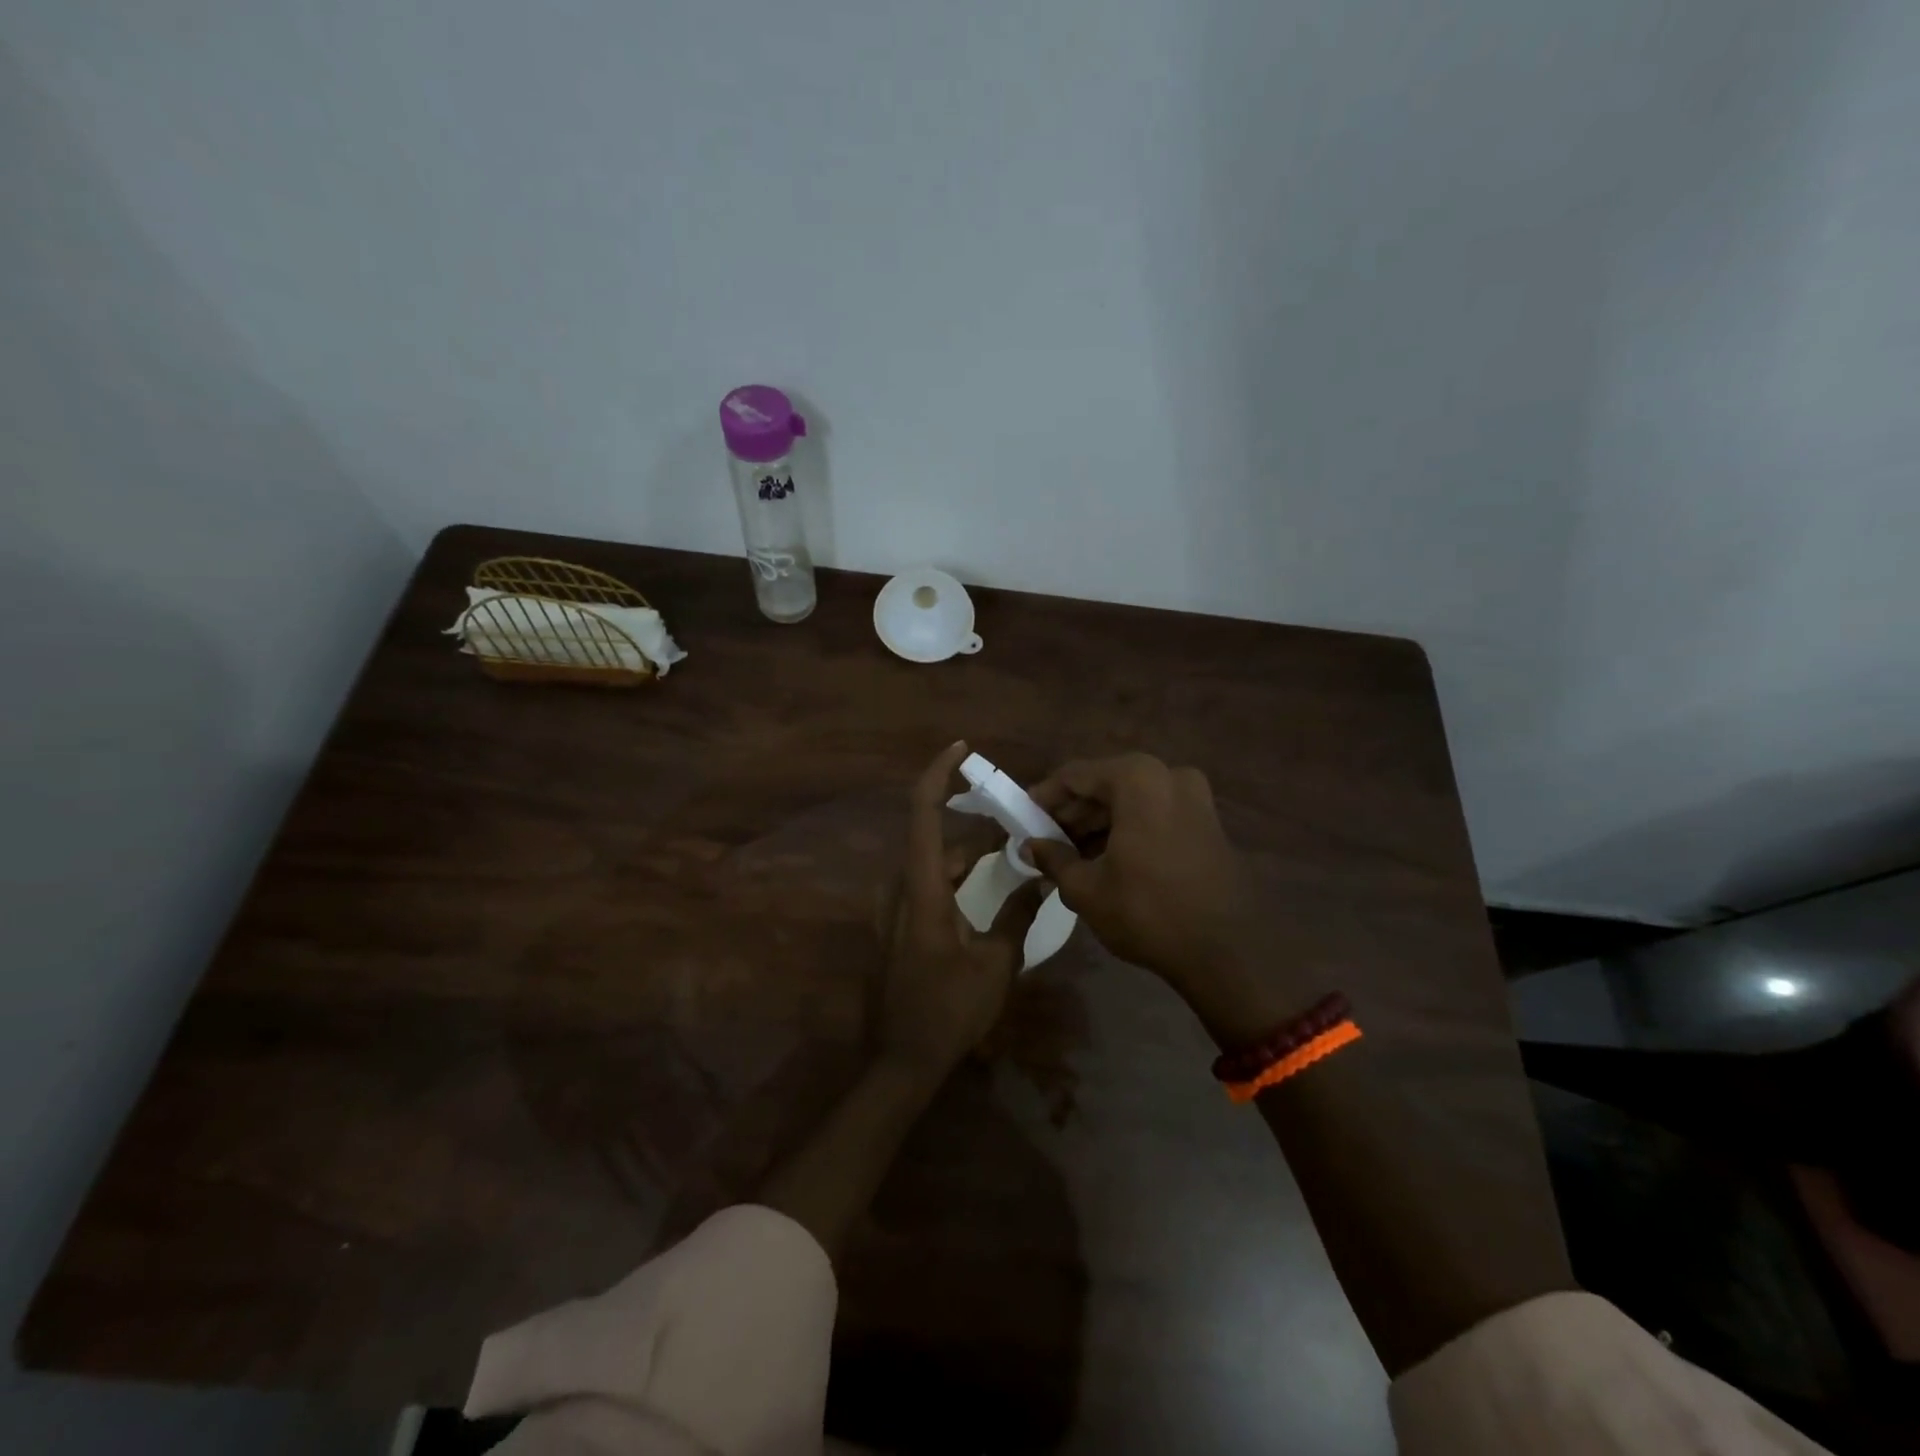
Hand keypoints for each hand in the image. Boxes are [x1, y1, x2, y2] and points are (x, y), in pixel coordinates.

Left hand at [876, 742, 1045, 1082]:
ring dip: (968, 852)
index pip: (923, 812)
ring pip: (932, 862)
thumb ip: (1018, 914)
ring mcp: (893, 907)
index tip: (962, 748)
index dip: (938, 773)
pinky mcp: (895, 925)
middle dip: (976, 826)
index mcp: (921, 888)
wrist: (901, 1061)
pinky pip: (926, 883)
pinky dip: (955, 874)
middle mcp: (899, 887)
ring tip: (1011, 850)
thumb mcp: (996, 963)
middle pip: (935, 837)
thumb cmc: (949, 1011)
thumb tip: (1042, 878)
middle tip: (1019, 822)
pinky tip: (985, 884)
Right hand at [1026, 755, 1305, 1043]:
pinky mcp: (1207, 822)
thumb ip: (1053, 859)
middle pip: (1105, 784)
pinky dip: (1127, 829)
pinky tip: (1105, 859)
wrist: (1227, 952)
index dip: (1044, 796)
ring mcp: (1194, 798)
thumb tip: (1028, 847)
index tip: (1022, 817)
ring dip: (1098, 823)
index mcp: (1137, 779)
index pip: (1075, 775)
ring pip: (1131, 800)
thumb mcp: (1087, 888)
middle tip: (1044, 840)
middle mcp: (1169, 776)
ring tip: (1069, 855)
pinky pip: (1155, 814)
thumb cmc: (1147, 912)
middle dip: (1072, 812)